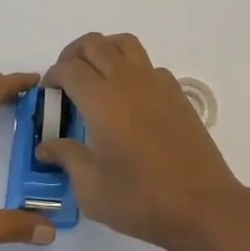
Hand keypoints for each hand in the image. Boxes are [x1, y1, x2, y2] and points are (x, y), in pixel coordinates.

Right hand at [42, 33, 247, 250]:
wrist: (202, 206)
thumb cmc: (141, 200)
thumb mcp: (92, 190)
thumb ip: (67, 159)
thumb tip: (46, 146)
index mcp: (101, 101)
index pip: (69, 68)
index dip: (53, 76)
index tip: (48, 94)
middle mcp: (128, 82)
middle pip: (95, 44)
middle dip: (73, 54)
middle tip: (66, 81)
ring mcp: (157, 84)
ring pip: (125, 44)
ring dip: (104, 51)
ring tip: (96, 78)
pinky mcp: (178, 94)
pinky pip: (149, 66)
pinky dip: (133, 70)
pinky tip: (131, 99)